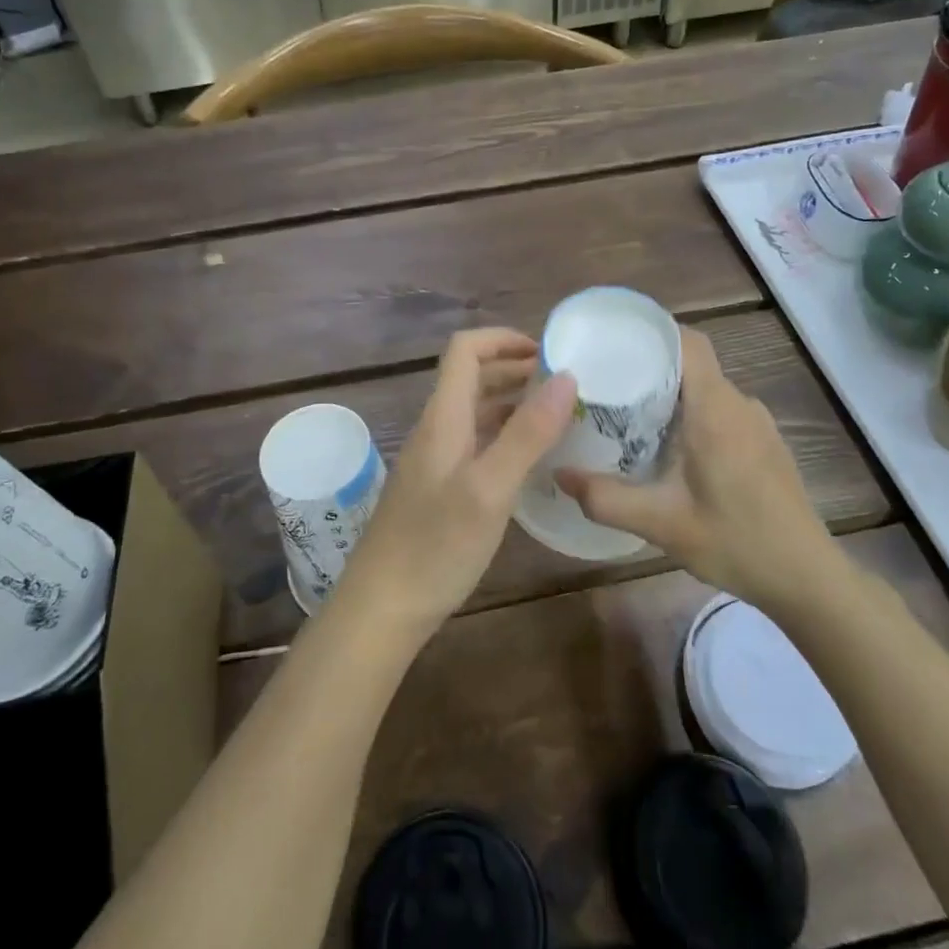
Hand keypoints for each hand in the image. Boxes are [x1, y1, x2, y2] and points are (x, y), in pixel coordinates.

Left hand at [338, 329, 576, 639]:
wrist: (381, 609)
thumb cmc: (436, 546)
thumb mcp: (490, 488)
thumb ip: (527, 433)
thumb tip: (566, 376)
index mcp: (444, 417)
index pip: (465, 349)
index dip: (504, 339)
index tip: (549, 352)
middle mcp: (437, 429)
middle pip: (472, 377)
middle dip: (517, 369)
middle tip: (566, 385)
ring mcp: (435, 460)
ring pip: (475, 412)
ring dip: (513, 403)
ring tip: (559, 416)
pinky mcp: (439, 488)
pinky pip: (476, 443)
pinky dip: (505, 436)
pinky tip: (532, 459)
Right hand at [557, 328, 830, 609]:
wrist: (808, 578)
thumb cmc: (737, 542)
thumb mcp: (662, 524)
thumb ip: (606, 498)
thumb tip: (559, 473)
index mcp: (715, 409)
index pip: (687, 342)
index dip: (652, 333)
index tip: (613, 342)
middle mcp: (739, 404)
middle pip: (691, 364)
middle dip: (649, 367)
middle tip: (606, 386)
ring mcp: (757, 423)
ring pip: (706, 390)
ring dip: (670, 396)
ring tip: (629, 418)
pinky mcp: (765, 444)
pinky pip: (721, 412)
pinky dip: (692, 416)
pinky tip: (671, 452)